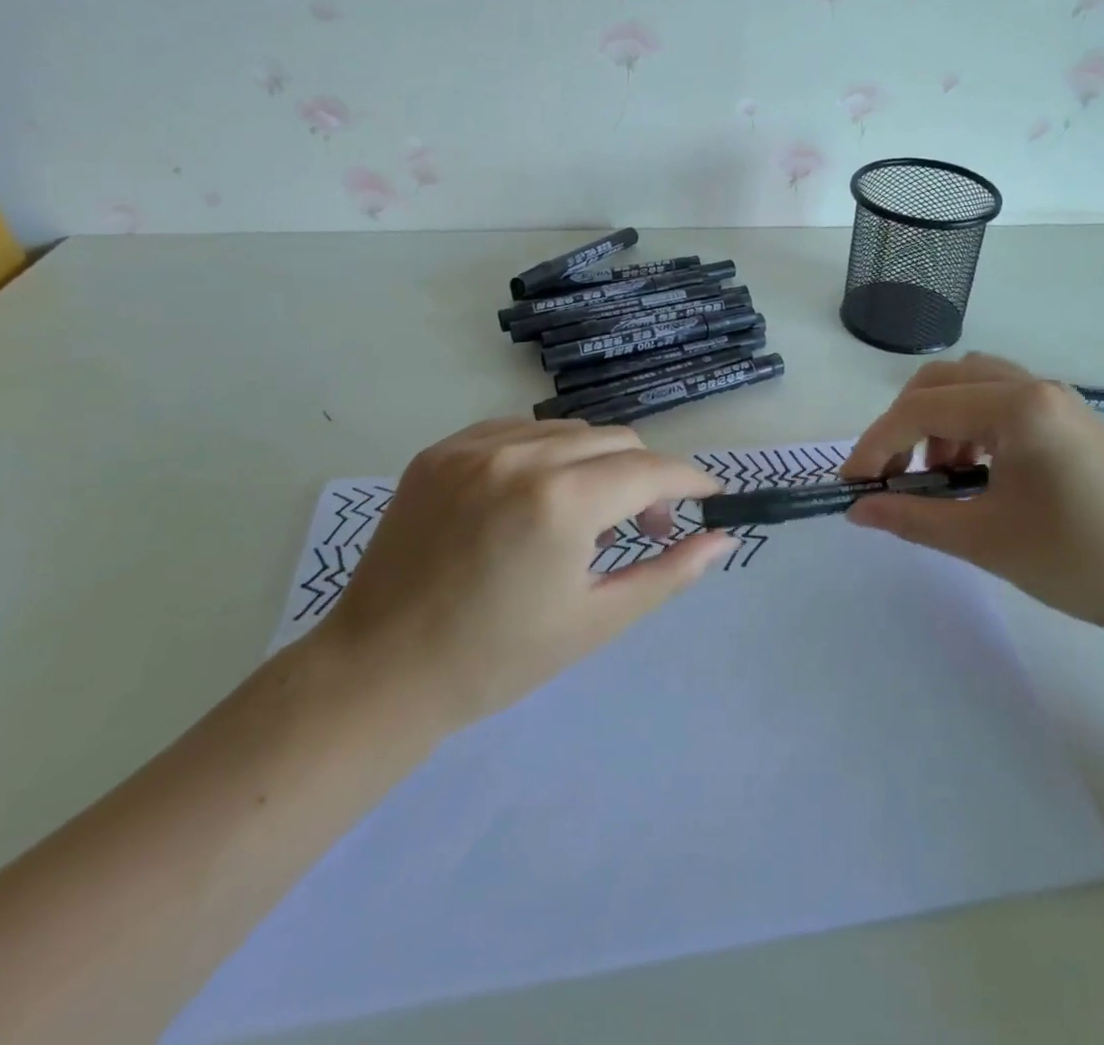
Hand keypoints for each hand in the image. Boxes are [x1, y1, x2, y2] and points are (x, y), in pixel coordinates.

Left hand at [323, 418, 732, 735]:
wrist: (380, 672)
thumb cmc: (497, 659)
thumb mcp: (596, 620)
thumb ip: (668, 573)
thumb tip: (724, 538)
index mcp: (562, 501)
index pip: (651, 470)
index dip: (689, 482)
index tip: (709, 497)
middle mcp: (522, 455)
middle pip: (616, 441)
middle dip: (645, 476)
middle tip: (645, 526)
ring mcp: (476, 446)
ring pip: (569, 430)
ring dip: (596, 463)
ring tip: (585, 514)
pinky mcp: (442, 450)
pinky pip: (519, 431)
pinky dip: (546, 454)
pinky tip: (537, 495)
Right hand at [841, 353, 1103, 637]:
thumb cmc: (1081, 561)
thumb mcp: (985, 541)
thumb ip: (912, 517)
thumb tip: (856, 509)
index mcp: (1017, 407)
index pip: (923, 409)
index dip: (877, 443)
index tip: (852, 483)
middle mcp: (1035, 387)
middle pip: (943, 380)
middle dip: (904, 423)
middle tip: (891, 472)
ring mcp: (1057, 400)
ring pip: (972, 386)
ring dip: (939, 421)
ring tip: (938, 477)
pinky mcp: (1070, 419)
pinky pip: (1001, 402)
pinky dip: (971, 427)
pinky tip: (977, 474)